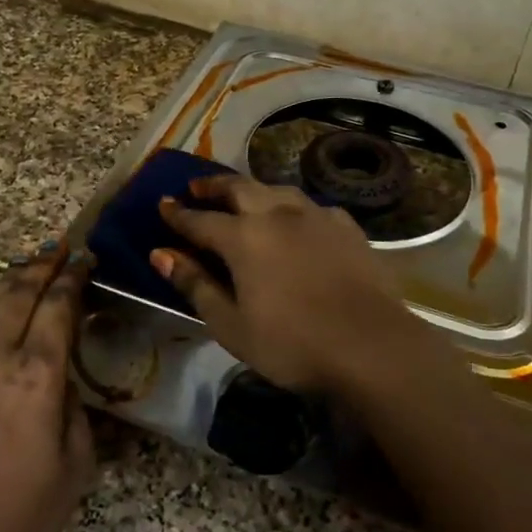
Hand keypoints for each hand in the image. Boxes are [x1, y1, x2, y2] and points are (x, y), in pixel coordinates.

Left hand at [0, 247, 94, 531]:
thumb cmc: (21, 517)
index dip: (73, 277)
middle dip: (42, 266)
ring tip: (30, 270)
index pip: (57, 305)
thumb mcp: (75, 465)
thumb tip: (63, 382)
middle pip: (17, 292)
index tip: (85, 259)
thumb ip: (75, 410)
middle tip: (60, 251)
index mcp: (35, 375)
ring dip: (12, 283)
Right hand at [152, 175, 436, 396]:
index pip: (200, 219)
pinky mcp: (346, 226)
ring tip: (243, 195)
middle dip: (213, 185)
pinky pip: (311, 205)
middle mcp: (276, 214)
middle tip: (197, 186)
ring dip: (252, 189)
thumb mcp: (231, 324)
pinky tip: (296, 218)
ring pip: (276, 190)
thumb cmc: (291, 343)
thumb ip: (195, 285)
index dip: (178, 213)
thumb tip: (161, 254)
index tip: (162, 203)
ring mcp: (315, 216)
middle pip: (238, 188)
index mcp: (243, 238)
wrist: (370, 346)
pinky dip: (292, 206)